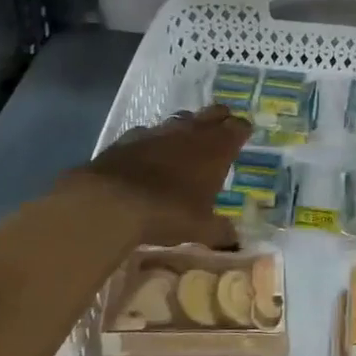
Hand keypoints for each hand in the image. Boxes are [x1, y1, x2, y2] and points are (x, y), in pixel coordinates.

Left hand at [58, 105, 250, 248]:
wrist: (110, 203)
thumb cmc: (168, 212)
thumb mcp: (200, 229)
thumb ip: (220, 232)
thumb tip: (235, 242)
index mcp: (215, 149)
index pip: (237, 128)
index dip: (242, 129)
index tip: (245, 132)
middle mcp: (190, 132)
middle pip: (211, 114)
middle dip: (219, 118)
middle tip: (222, 126)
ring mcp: (158, 132)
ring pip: (180, 119)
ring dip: (187, 125)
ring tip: (188, 137)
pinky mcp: (128, 138)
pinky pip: (148, 132)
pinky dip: (155, 139)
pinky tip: (150, 151)